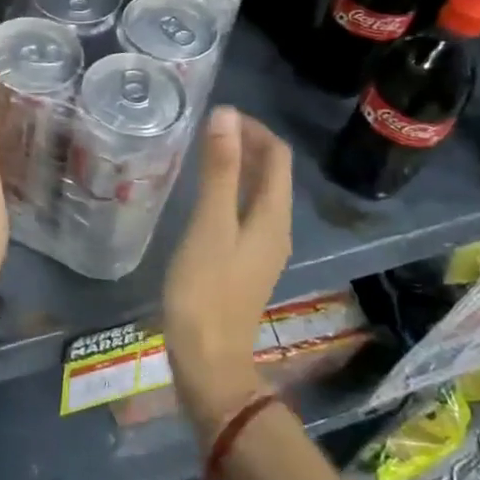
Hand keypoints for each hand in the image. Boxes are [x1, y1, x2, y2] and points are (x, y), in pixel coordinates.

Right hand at [162, 107, 292, 443]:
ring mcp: (261, 250)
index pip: (277, 156)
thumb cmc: (206, 291)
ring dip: (237, 169)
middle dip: (245, 145)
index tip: (219, 115)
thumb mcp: (210, 225)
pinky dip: (229, 194)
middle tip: (206, 130)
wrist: (208, 363)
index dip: (254, 129)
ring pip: (257, 195)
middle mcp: (276, 230)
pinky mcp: (244, 265)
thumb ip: (219, 170)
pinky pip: (244, 215)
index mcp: (273, 217)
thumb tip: (226, 115)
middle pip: (271, 174)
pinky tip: (201, 198)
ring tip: (202, 155)